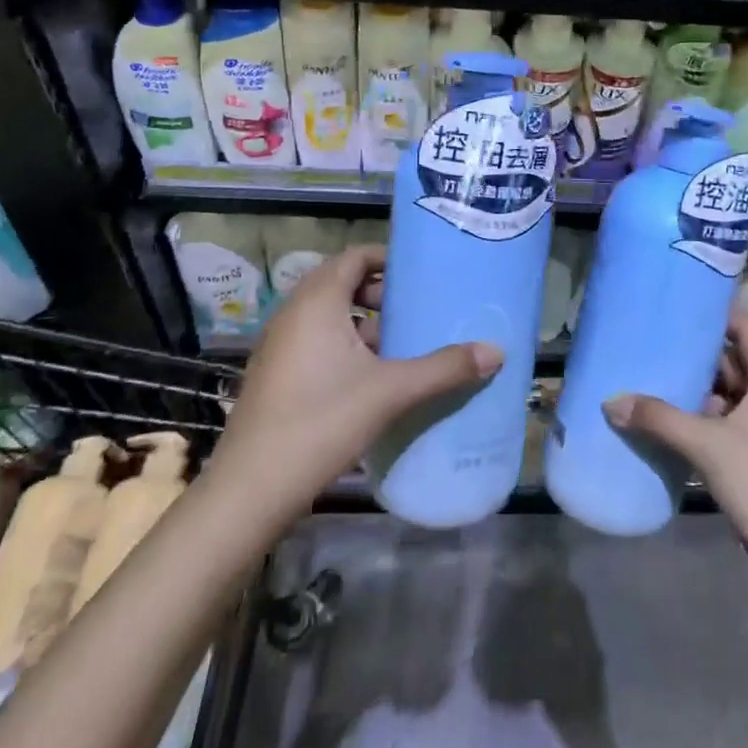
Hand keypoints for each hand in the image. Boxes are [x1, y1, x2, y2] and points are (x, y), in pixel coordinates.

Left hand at [211, 245, 501, 523]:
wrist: (251, 490)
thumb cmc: (320, 422)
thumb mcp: (390, 392)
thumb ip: (444, 368)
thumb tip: (497, 351)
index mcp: (316, 302)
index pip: (354, 256)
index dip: (388, 258)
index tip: (422, 272)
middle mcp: (294, 314)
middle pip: (342, 283)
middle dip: (382, 292)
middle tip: (419, 307)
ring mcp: (281, 346)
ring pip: (330, 316)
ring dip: (366, 322)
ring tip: (405, 342)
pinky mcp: (278, 375)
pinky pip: (318, 342)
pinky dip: (347, 346)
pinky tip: (375, 377)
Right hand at [604, 309, 747, 581]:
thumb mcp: (708, 445)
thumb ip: (660, 419)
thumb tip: (612, 401)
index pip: (746, 329)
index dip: (719, 312)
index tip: (683, 300)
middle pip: (731, 363)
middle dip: (695, 353)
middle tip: (653, 338)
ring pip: (724, 399)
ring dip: (693, 392)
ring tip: (649, 377)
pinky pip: (721, 430)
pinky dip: (696, 424)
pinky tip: (663, 426)